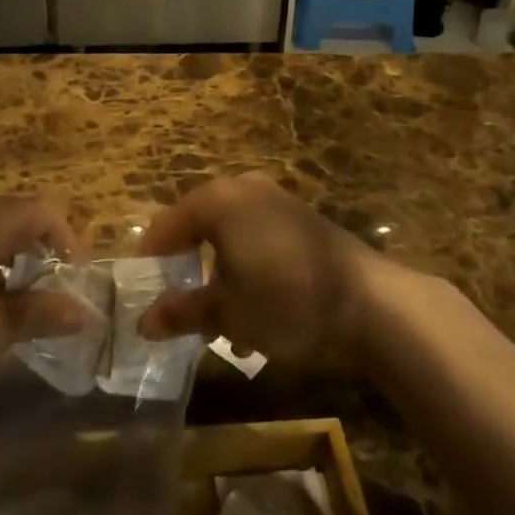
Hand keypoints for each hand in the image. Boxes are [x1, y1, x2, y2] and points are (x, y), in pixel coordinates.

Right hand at [136, 172, 388, 362]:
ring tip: (221, 324)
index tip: (143, 293)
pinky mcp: (301, 219)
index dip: (151, 260)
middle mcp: (243, 190)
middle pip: (198, 227)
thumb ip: (183, 312)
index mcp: (217, 201)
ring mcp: (276, 201)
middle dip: (188, 270)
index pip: (167, 225)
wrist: (372, 302)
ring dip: (219, 276)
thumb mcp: (229, 312)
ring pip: (229, 236)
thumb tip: (144, 323)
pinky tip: (256, 313)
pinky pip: (257, 238)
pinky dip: (246, 268)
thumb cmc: (287, 300)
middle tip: (180, 307)